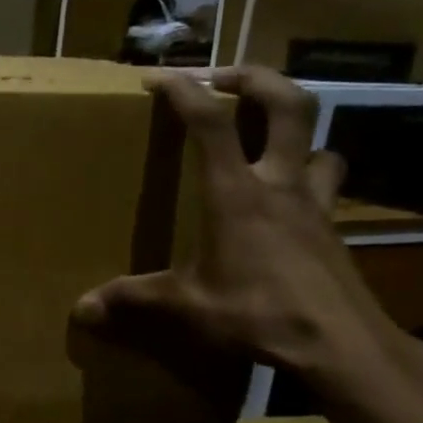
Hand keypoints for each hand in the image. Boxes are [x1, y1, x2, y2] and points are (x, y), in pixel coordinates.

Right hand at [72, 66, 407, 387]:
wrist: (341, 345)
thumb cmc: (257, 313)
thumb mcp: (186, 306)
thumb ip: (133, 299)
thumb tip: (81, 310)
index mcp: (236, 193)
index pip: (211, 122)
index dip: (184, 90)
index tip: (158, 77)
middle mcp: (279, 184)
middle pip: (287, 104)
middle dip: (255, 78)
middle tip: (223, 78)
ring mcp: (314, 203)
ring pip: (319, 141)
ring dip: (293, 128)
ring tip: (263, 137)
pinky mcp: (333, 228)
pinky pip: (326, 182)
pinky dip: (308, 173)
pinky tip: (287, 198)